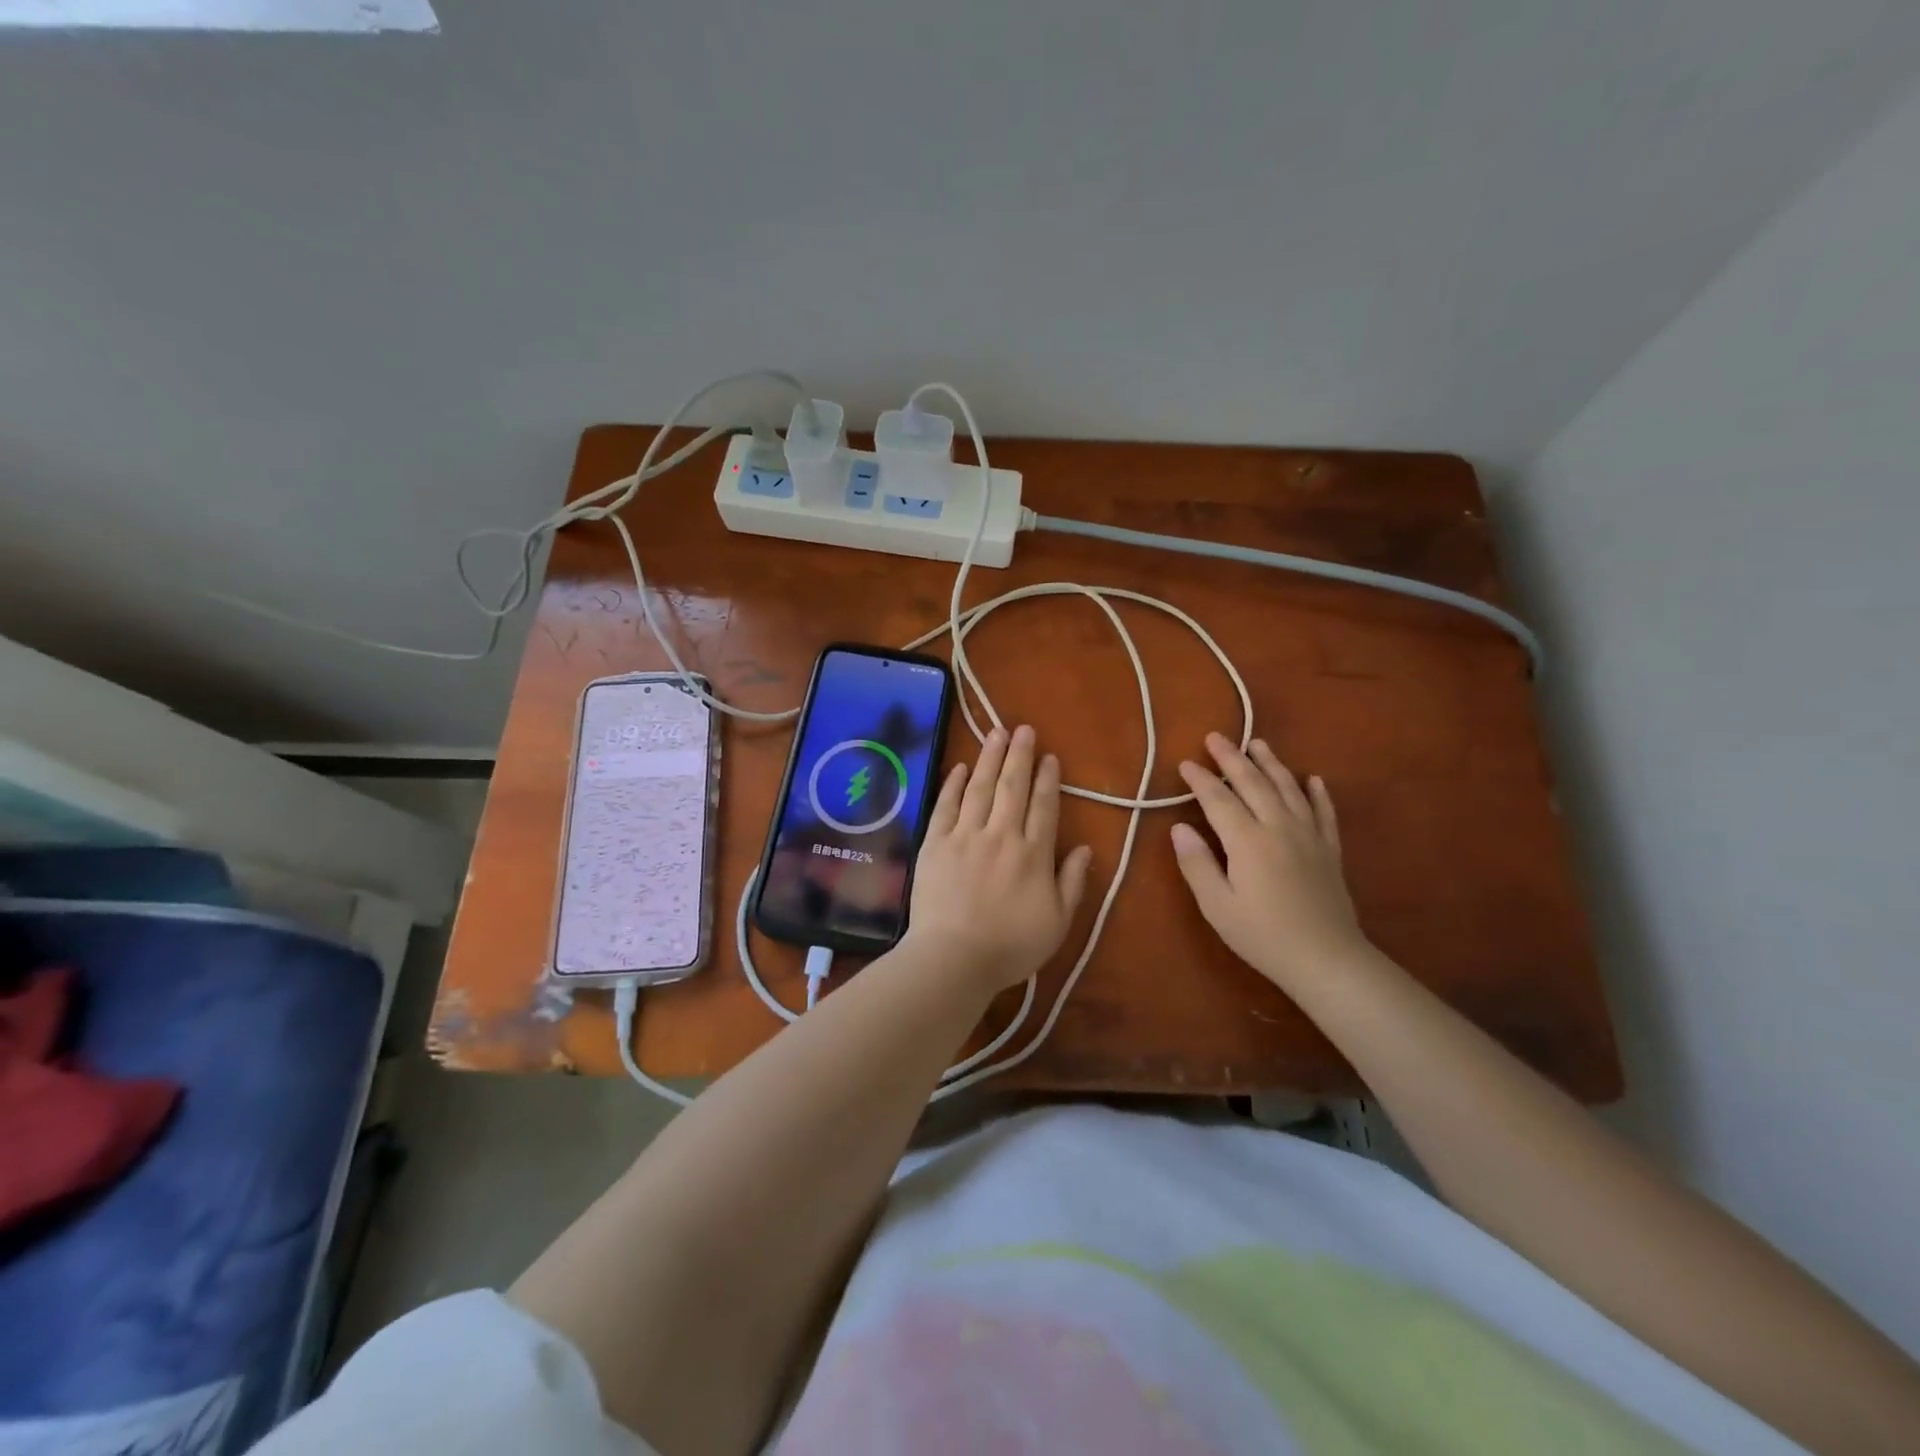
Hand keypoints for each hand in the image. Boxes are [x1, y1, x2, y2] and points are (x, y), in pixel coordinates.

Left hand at [902, 725, 1093, 993]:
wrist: (953, 958)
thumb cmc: (1010, 946)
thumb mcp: (1057, 922)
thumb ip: (1073, 883)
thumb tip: (1086, 847)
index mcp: (1033, 854)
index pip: (1044, 807)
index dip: (1048, 779)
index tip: (1050, 757)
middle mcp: (1001, 835)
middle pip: (1012, 787)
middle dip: (1020, 755)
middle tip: (1024, 729)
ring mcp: (965, 836)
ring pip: (979, 788)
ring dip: (989, 758)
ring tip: (996, 733)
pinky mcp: (935, 843)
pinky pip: (945, 806)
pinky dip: (953, 784)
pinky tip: (959, 766)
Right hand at [1170, 733, 1366, 990]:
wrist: (1327, 959)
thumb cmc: (1263, 936)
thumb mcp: (1217, 906)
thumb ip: (1197, 864)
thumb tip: (1179, 828)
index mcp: (1247, 841)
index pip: (1219, 800)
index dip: (1201, 780)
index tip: (1185, 762)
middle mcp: (1279, 828)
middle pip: (1253, 784)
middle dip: (1232, 759)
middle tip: (1217, 737)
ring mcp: (1309, 836)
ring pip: (1289, 789)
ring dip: (1272, 764)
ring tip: (1259, 743)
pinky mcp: (1329, 850)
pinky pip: (1324, 813)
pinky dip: (1317, 793)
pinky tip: (1313, 779)